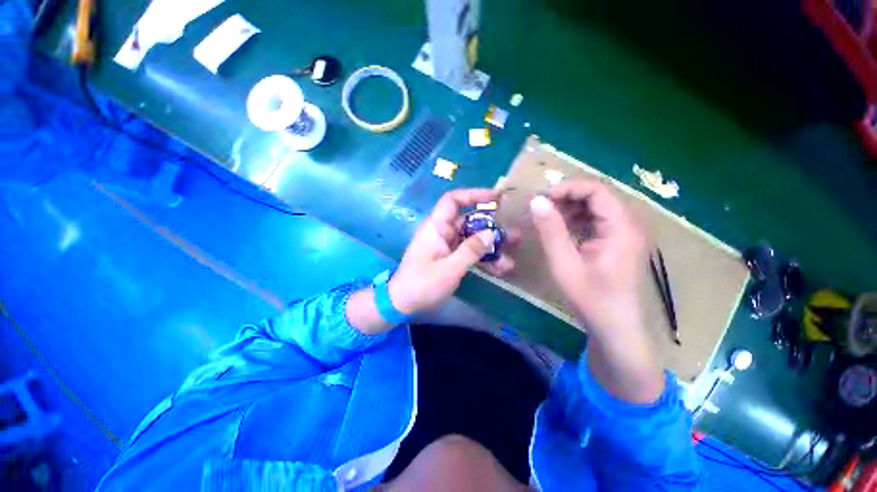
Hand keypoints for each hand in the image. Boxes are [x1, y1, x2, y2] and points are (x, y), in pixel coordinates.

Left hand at [389, 189, 517, 314]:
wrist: (403, 303)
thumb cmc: (422, 284)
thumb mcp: (449, 268)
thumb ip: (471, 250)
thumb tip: (491, 234)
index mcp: (436, 227)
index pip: (453, 201)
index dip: (473, 195)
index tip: (496, 198)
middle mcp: (442, 232)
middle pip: (469, 222)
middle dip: (492, 229)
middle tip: (514, 236)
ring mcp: (447, 246)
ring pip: (472, 240)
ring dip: (491, 248)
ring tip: (511, 260)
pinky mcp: (450, 258)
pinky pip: (469, 253)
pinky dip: (483, 259)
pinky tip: (500, 270)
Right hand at [529, 180, 646, 331]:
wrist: (615, 328)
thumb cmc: (591, 298)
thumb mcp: (564, 263)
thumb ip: (551, 231)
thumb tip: (537, 201)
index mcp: (621, 227)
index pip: (597, 191)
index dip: (569, 188)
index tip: (543, 198)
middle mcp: (628, 225)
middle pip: (599, 197)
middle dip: (568, 198)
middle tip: (543, 208)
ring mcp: (625, 234)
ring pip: (597, 208)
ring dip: (572, 209)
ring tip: (549, 218)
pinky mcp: (618, 243)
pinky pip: (597, 222)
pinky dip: (578, 221)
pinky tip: (562, 230)